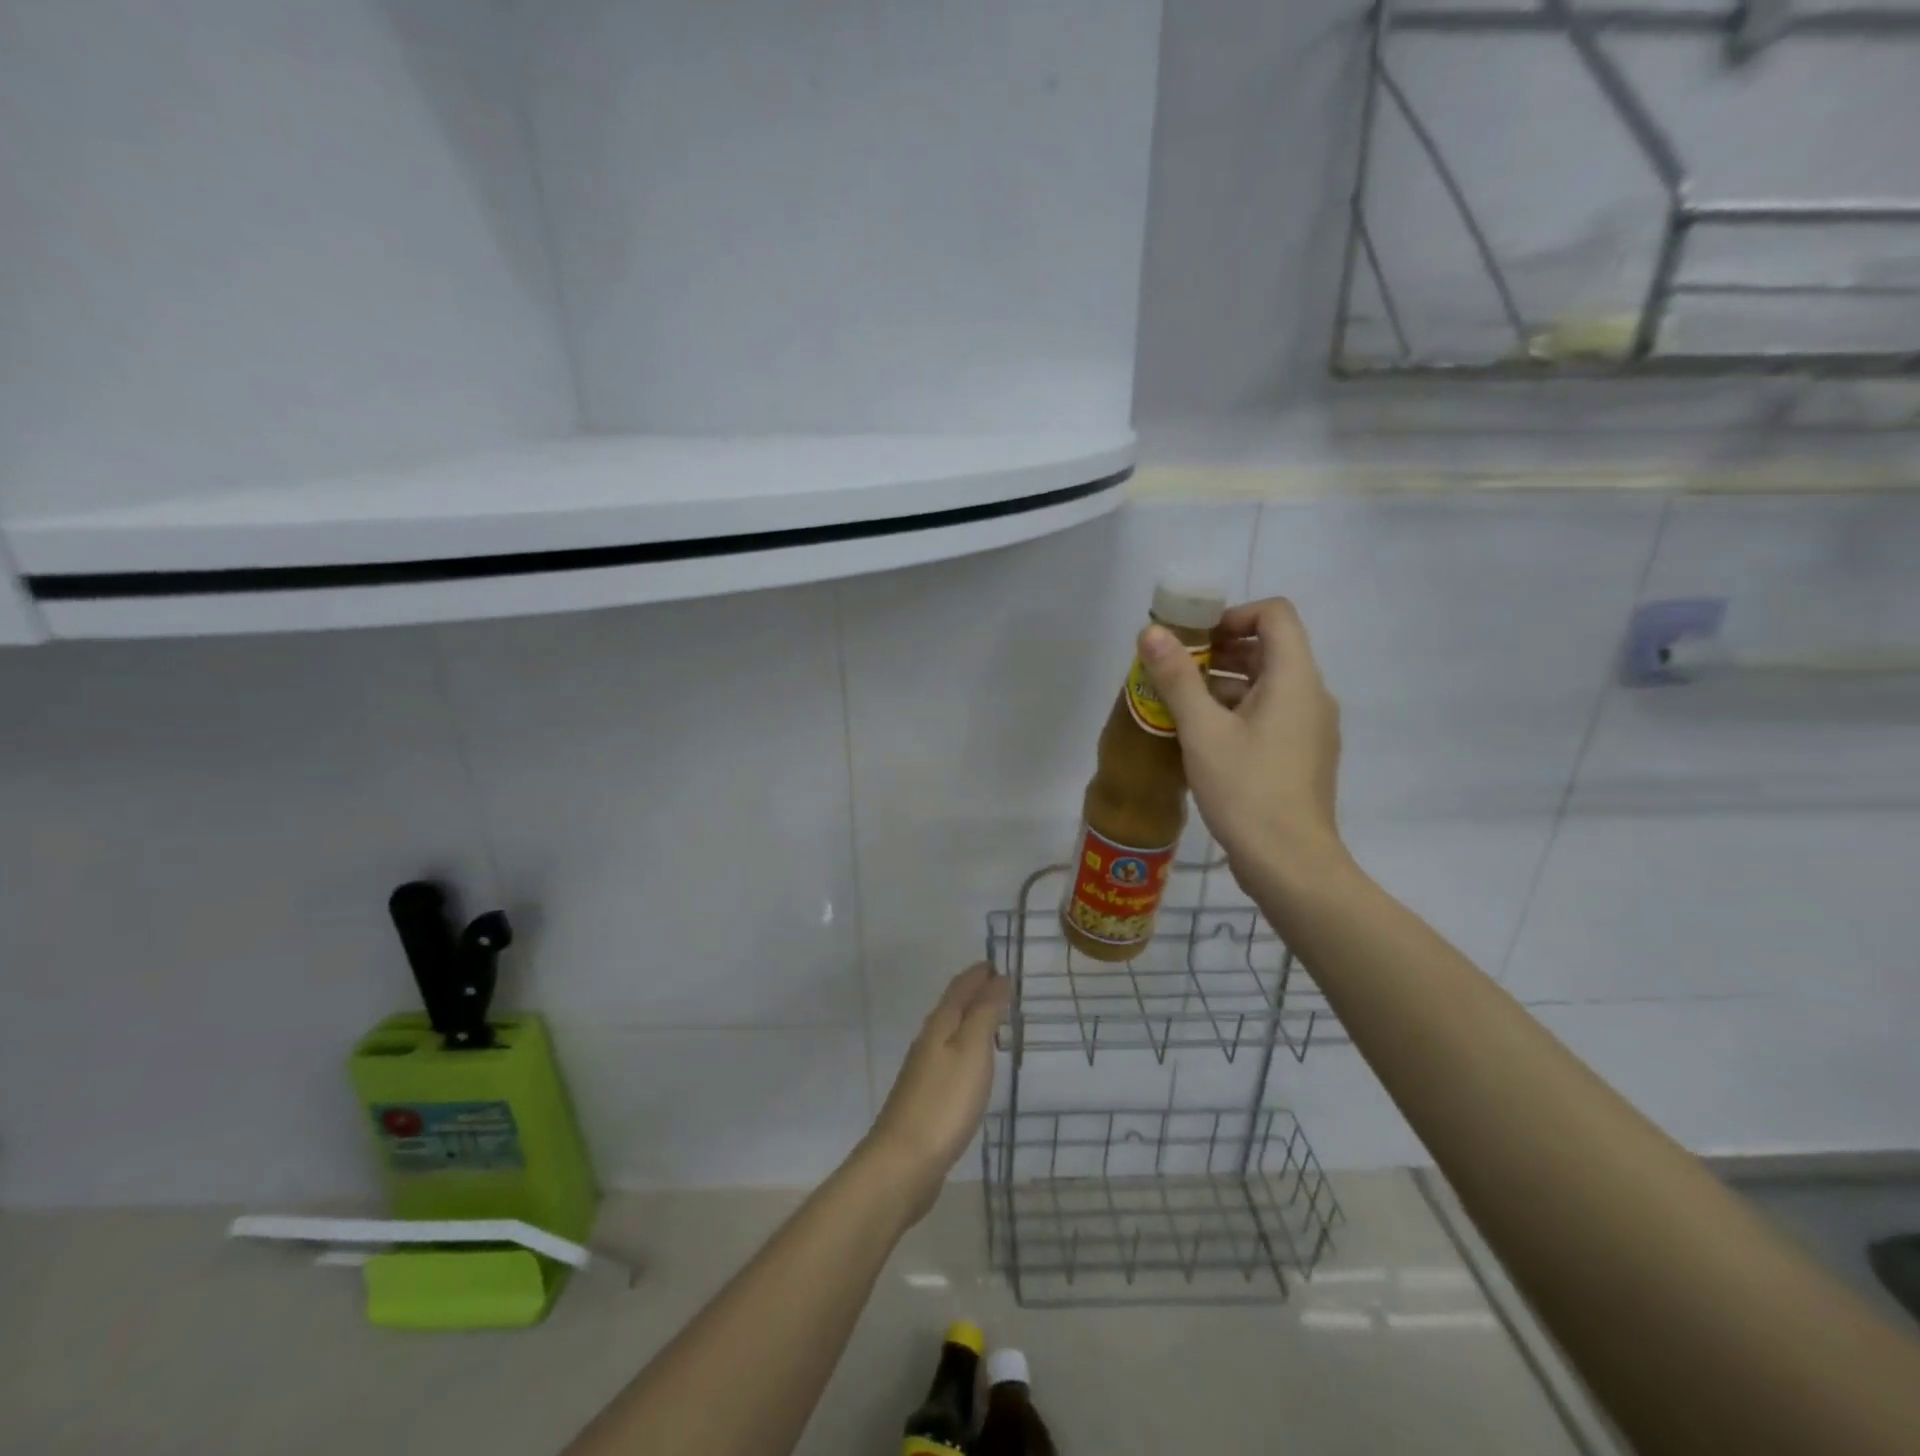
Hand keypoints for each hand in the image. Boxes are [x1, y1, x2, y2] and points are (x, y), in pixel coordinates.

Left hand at [859, 963, 1008, 1225]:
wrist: (904, 1162)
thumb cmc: (944, 1102)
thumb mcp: (972, 1051)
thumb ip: (985, 1013)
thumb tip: (997, 978)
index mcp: (939, 1025)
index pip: (959, 988)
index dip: (977, 974)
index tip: (996, 963)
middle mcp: (927, 1041)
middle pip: (952, 1008)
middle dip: (974, 993)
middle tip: (1000, 987)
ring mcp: (923, 1071)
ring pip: (949, 1033)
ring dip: (970, 1021)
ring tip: (994, 1020)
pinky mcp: (925, 1098)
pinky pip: (949, 1059)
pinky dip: (966, 1049)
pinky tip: (974, 1065)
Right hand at [1137, 597, 1348, 895]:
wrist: (1289, 863)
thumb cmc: (1246, 789)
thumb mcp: (1202, 731)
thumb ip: (1177, 677)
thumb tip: (1151, 632)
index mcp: (1295, 679)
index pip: (1276, 614)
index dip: (1233, 614)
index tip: (1194, 639)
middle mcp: (1311, 695)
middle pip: (1269, 649)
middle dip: (1219, 652)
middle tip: (1175, 672)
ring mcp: (1310, 728)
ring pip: (1266, 686)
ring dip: (1223, 685)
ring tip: (1179, 707)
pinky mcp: (1301, 756)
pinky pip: (1270, 716)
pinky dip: (1236, 713)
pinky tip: (1201, 740)